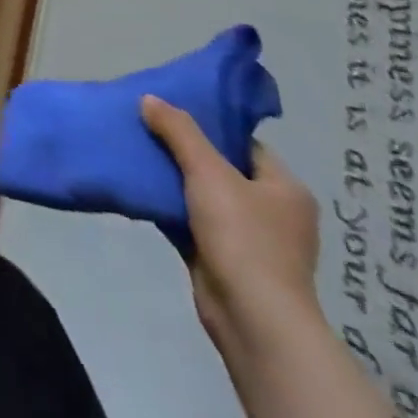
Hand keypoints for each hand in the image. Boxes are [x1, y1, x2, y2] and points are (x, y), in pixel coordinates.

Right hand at [141, 95, 320, 349]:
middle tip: (143, 128)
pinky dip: (166, 207)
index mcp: (284, 188)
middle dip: (181, 150)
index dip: (207, 125)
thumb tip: (150, 99)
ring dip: (170, 179)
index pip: (243, 143)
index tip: (167, 112)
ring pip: (201, 194)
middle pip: (219, 167)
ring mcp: (248, 238)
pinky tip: (137, 190)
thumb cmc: (243, 237)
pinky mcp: (222, 257)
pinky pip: (189, 220)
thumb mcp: (208, 172)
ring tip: (133, 154)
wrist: (252, 318)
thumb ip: (179, 131)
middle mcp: (272, 211)